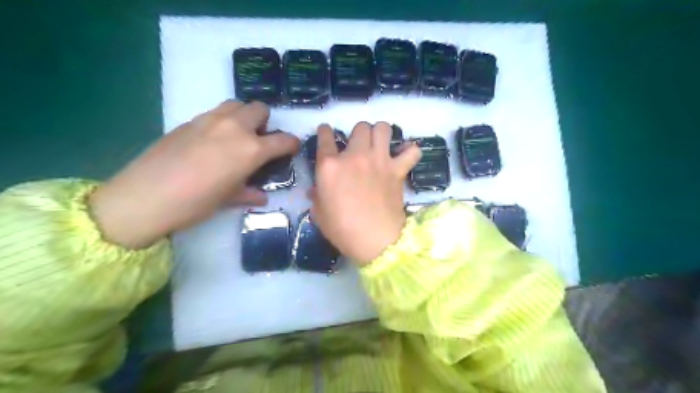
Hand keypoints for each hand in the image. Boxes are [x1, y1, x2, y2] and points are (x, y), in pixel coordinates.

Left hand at [89, 102, 300, 247]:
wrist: (145, 196)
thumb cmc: (196, 203)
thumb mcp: (229, 199)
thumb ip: (249, 192)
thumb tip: (261, 195)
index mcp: (251, 149)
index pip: (283, 140)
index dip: (292, 144)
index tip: (292, 149)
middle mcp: (234, 128)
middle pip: (259, 108)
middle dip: (265, 122)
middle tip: (259, 140)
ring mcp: (210, 120)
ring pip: (236, 104)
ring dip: (243, 116)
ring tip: (236, 136)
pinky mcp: (189, 121)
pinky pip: (214, 113)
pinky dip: (221, 122)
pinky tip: (211, 143)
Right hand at [312, 123, 419, 264]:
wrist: (375, 241)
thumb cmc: (342, 230)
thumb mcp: (319, 214)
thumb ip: (316, 197)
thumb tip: (315, 190)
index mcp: (330, 166)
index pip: (325, 138)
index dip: (325, 131)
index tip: (327, 131)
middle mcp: (355, 156)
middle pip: (359, 127)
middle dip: (358, 133)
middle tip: (359, 146)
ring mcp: (379, 160)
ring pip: (383, 128)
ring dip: (381, 133)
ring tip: (380, 144)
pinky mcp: (397, 170)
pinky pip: (411, 152)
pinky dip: (410, 152)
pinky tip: (405, 156)